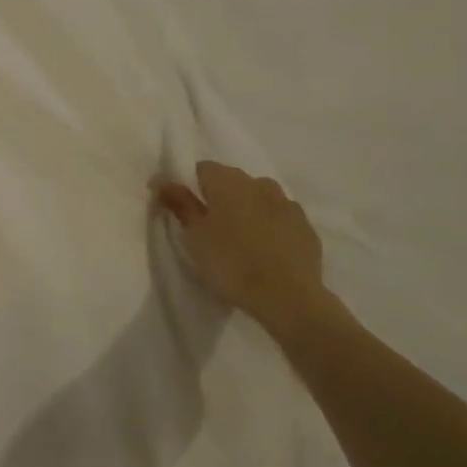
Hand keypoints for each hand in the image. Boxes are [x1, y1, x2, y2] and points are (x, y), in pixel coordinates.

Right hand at [154, 162, 326, 331]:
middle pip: (231, 180)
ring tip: (238, 238)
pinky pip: (279, 216)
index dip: (189, 185)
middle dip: (218, 197)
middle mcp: (259, 183)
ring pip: (258, 197)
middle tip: (208, 227)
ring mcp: (287, 203)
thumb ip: (179, 203)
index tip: (183, 209)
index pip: (202, 168)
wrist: (288, 297)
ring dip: (246, 209)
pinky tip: (264, 248)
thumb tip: (162, 180)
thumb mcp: (195, 235)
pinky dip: (269, 225)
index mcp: (228, 182)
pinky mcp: (305, 226)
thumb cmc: (231, 263)